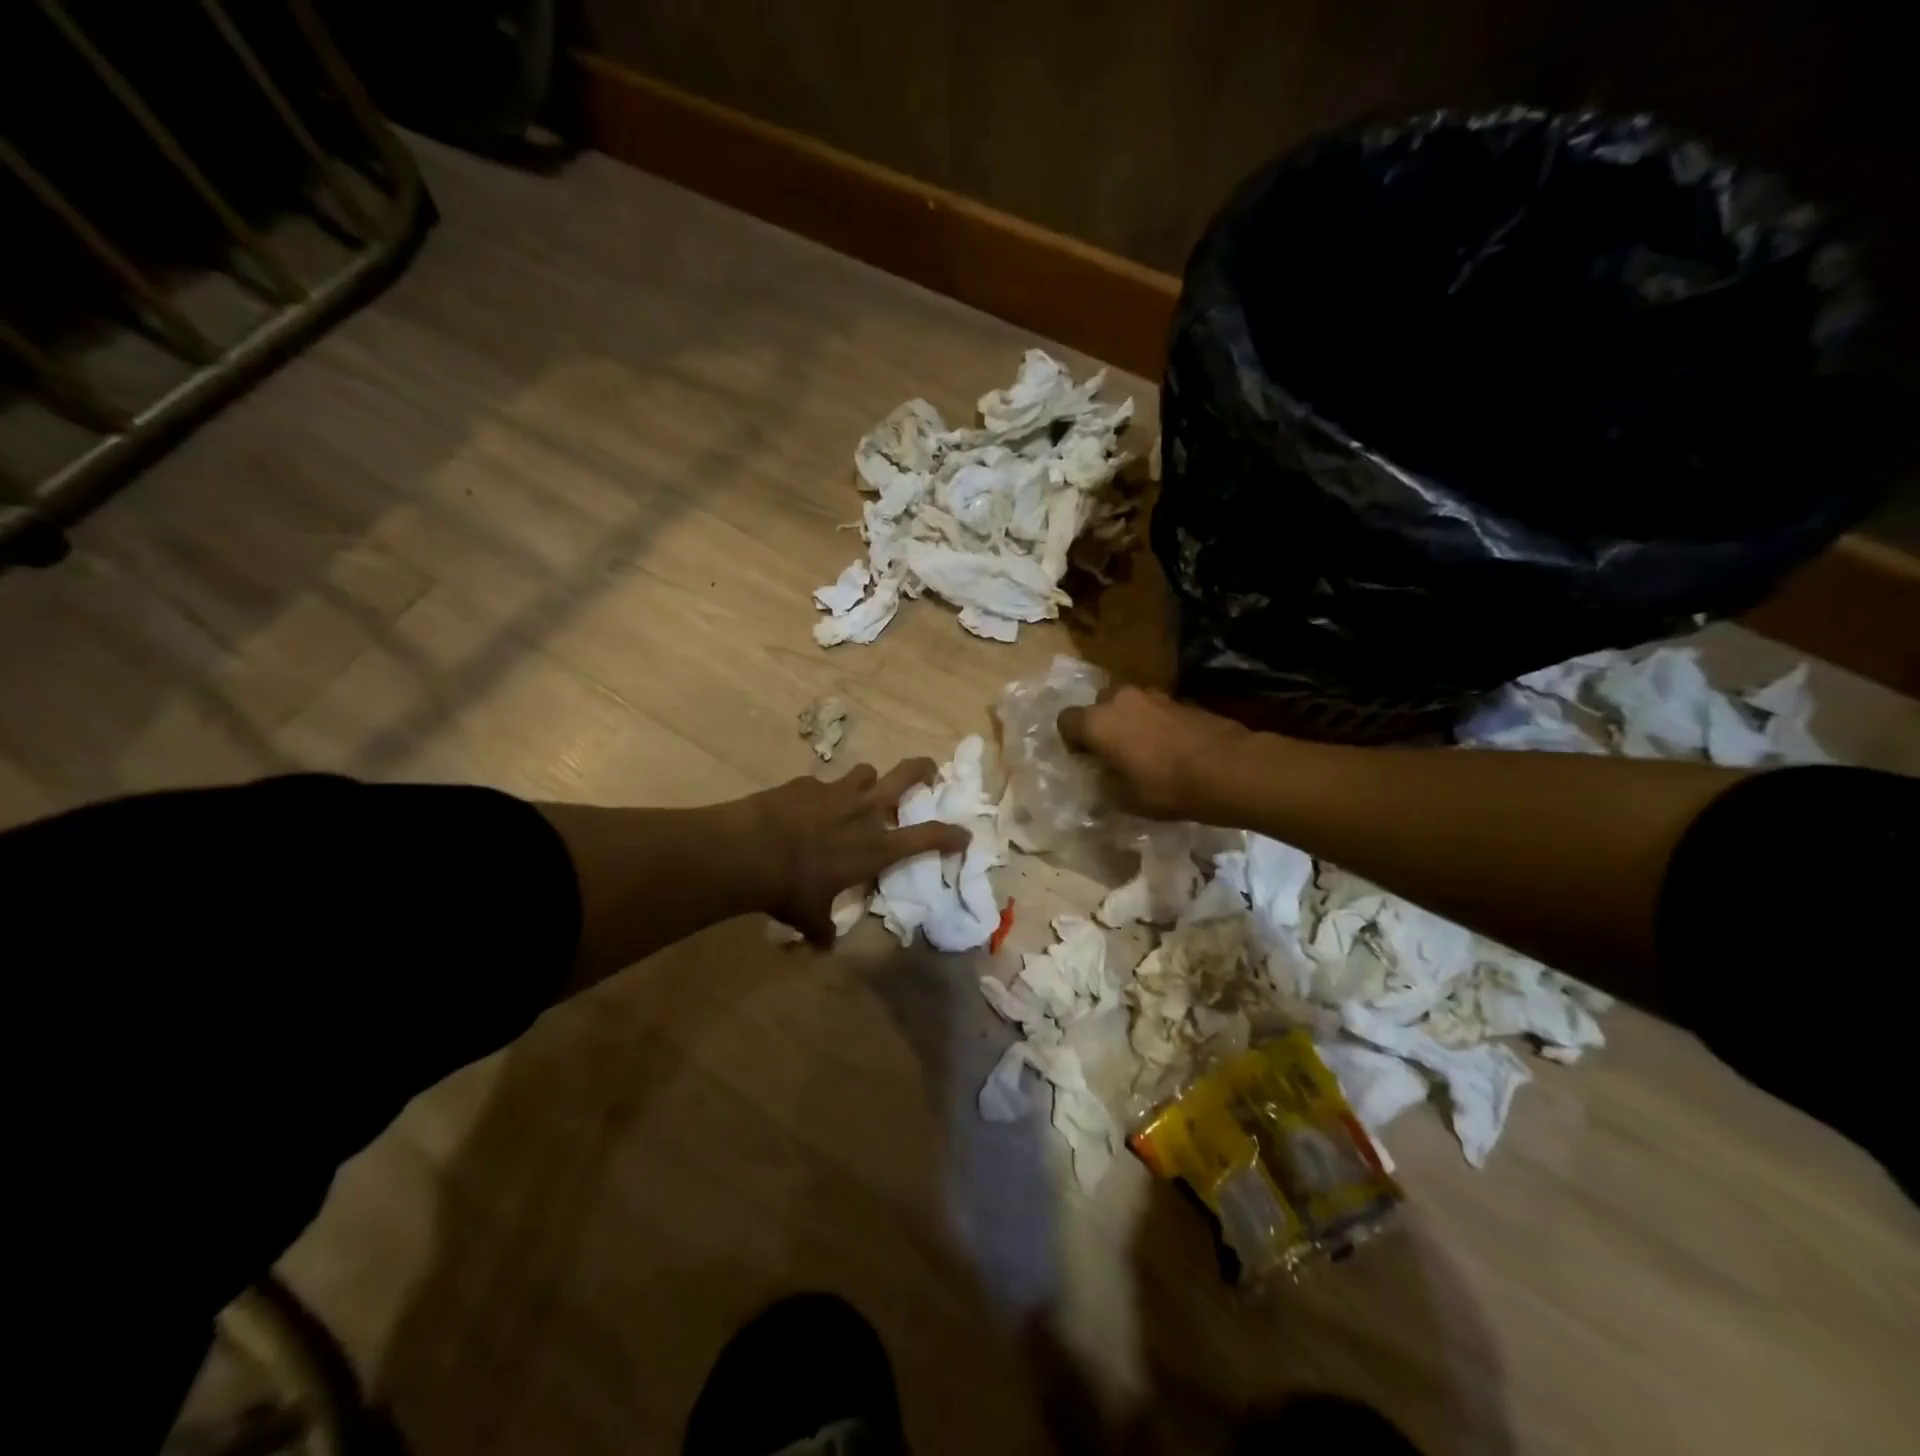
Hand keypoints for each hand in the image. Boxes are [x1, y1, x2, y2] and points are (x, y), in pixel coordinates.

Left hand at [743, 759, 969, 944]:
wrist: (748, 849)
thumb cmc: (790, 888)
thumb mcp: (809, 916)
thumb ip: (822, 928)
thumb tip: (823, 945)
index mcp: (876, 846)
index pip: (927, 836)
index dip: (951, 834)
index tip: (964, 834)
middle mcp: (864, 811)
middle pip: (907, 774)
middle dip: (924, 770)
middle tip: (930, 771)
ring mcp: (836, 791)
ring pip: (867, 771)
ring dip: (868, 782)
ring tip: (859, 793)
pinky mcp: (807, 782)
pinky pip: (824, 783)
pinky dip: (823, 794)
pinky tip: (807, 807)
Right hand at [1057, 686, 1248, 818]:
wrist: (1227, 769)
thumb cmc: (1165, 787)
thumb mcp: (1124, 799)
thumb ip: (1105, 783)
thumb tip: (1102, 776)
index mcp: (1097, 721)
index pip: (1066, 720)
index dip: (1071, 740)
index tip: (1085, 760)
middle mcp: (1120, 699)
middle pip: (1099, 705)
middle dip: (1102, 725)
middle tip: (1113, 753)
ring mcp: (1154, 695)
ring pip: (1129, 705)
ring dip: (1130, 722)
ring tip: (1144, 751)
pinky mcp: (1182, 700)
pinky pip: (1155, 710)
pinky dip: (1155, 724)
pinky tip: (1170, 749)